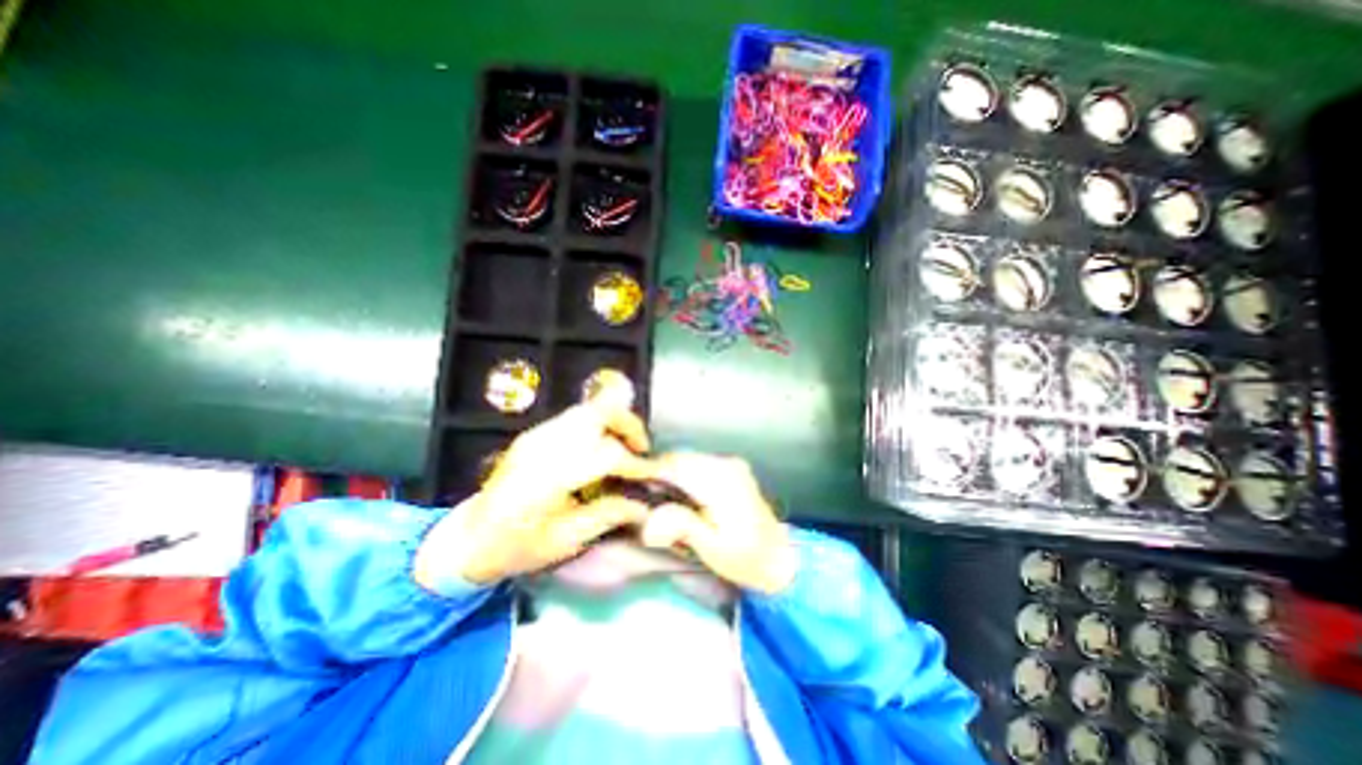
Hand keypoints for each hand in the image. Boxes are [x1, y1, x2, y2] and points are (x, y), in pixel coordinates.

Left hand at [416, 372, 653, 585]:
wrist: (469, 538)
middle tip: (643, 448)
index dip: (635, 463)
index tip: (653, 476)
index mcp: (549, 476)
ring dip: (614, 422)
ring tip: (628, 446)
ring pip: (586, 410)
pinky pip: (575, 417)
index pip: (605, 454)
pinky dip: (597, 425)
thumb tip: (643, 505)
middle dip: (627, 424)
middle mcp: (543, 446)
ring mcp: (536, 435)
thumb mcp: (566, 541)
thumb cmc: (517, 547)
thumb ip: (608, 515)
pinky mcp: (534, 433)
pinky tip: (603, 446)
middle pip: (595, 413)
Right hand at [638, 451, 799, 594]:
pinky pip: (698, 464)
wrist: (779, 557)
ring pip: (687, 459)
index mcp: (721, 480)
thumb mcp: (711, 548)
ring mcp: (730, 463)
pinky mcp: (731, 468)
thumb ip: (681, 527)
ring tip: (657, 497)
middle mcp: (726, 463)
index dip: (648, 470)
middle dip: (657, 472)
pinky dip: (683, 475)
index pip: (675, 465)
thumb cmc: (744, 558)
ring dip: (669, 473)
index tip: (625, 478)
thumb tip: (649, 522)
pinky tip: (679, 494)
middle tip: (640, 495)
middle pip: (680, 459)